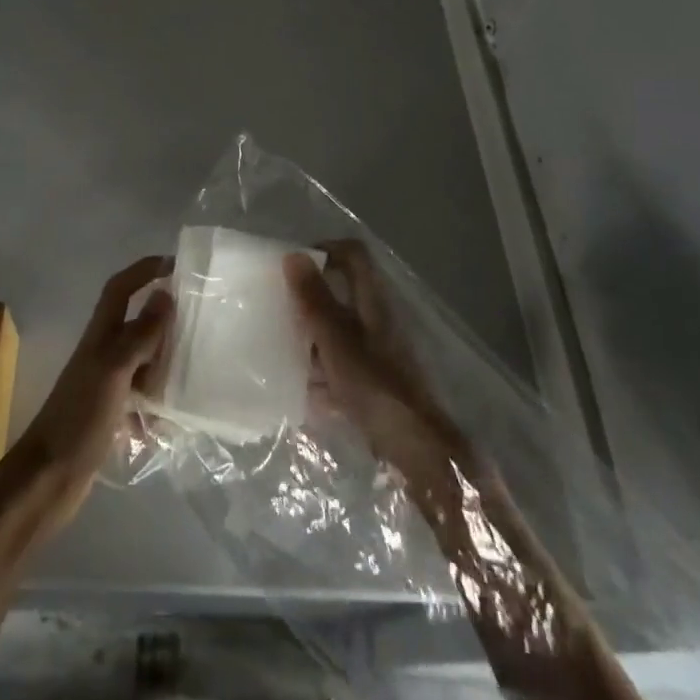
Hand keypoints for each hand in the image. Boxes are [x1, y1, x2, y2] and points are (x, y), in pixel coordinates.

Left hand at [0, 255, 172, 532]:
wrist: (47, 479)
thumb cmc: (79, 418)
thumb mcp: (114, 370)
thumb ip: (140, 334)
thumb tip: (165, 294)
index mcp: (100, 336)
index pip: (121, 288)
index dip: (144, 270)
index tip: (175, 264)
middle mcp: (103, 353)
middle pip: (136, 324)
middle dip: (164, 322)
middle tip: (198, 327)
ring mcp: (106, 386)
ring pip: (143, 363)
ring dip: (164, 369)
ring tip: (193, 379)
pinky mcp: (110, 416)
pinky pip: (141, 401)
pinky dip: (157, 409)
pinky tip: (172, 425)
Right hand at [285, 241, 462, 475]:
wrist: (419, 451)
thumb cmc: (376, 386)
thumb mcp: (336, 340)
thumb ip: (314, 299)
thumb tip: (294, 255)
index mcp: (373, 300)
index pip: (352, 254)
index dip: (324, 249)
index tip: (292, 265)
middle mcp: (379, 318)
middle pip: (342, 292)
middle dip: (310, 298)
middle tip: (280, 308)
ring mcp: (380, 350)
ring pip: (340, 329)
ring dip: (313, 336)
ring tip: (283, 351)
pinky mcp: (378, 380)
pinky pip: (343, 364)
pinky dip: (323, 371)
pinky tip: (304, 391)